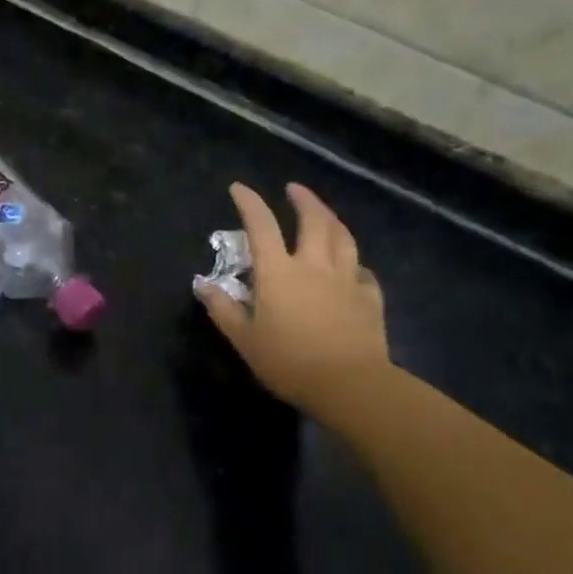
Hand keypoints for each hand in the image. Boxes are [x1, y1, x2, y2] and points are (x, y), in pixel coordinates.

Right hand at [196, 182, 388, 407]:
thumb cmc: (289, 362)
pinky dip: (354, 263)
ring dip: (332, 219)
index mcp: (278, 272)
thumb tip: (203, 285)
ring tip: (324, 215)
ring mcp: (346, 279)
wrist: (350, 385)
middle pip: (313, 220)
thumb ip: (223, 309)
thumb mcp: (244, 339)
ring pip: (343, 237)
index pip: (261, 225)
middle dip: (303, 199)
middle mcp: (314, 265)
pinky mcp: (369, 298)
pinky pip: (362, 271)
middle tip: (294, 189)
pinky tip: (352, 268)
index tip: (238, 188)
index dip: (249, 202)